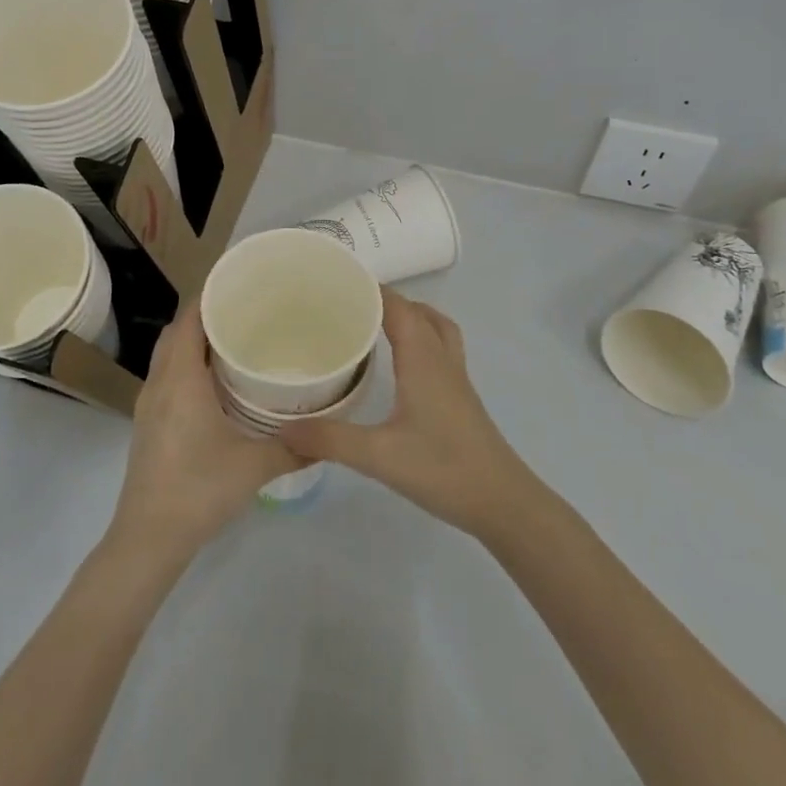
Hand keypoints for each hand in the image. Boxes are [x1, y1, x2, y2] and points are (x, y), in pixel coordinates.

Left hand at [108, 296, 302, 564]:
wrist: (149, 537)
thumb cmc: (200, 490)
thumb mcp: (255, 466)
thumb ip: (294, 447)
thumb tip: (329, 434)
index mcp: (181, 379)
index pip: (190, 318)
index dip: (211, 295)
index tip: (241, 283)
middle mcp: (160, 382)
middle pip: (177, 331)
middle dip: (206, 314)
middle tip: (246, 310)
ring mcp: (149, 403)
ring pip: (169, 353)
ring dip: (195, 340)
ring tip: (235, 339)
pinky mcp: (149, 422)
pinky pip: (167, 375)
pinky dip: (187, 364)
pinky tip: (216, 382)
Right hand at [278, 289, 539, 538]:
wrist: (502, 502)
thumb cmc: (444, 469)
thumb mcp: (379, 456)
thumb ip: (331, 440)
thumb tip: (283, 427)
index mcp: (423, 359)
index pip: (398, 306)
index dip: (370, 289)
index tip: (335, 283)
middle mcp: (441, 359)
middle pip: (417, 311)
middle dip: (384, 299)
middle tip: (346, 305)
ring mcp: (456, 377)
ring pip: (435, 327)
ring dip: (409, 316)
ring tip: (374, 324)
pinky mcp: (460, 397)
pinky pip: (440, 348)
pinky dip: (420, 338)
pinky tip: (399, 365)